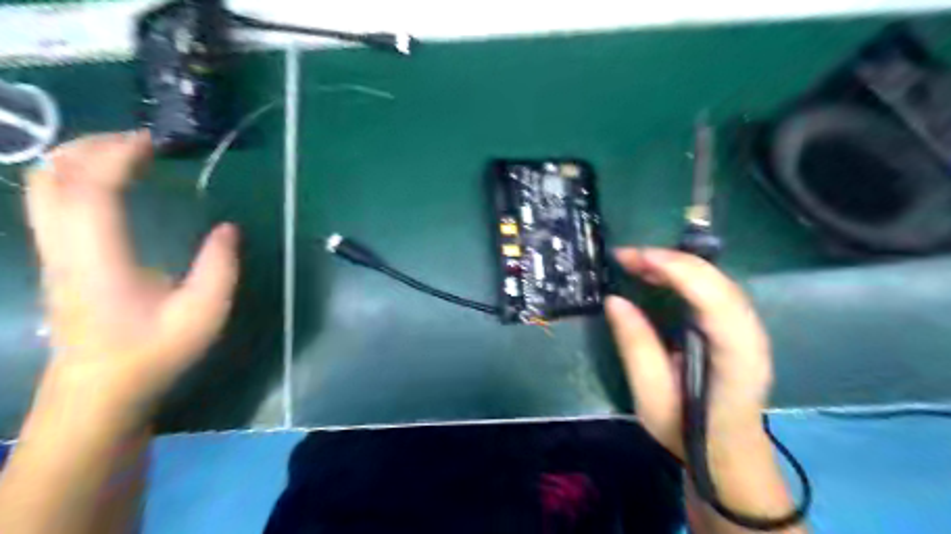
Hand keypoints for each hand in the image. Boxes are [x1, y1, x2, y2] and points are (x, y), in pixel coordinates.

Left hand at [25, 134, 238, 429]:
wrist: (100, 388)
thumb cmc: (154, 351)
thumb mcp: (203, 313)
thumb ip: (219, 267)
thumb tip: (228, 228)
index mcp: (100, 258)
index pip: (92, 189)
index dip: (118, 156)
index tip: (156, 143)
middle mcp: (64, 247)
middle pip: (52, 177)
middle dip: (92, 145)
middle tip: (141, 141)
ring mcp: (53, 252)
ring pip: (43, 187)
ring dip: (80, 158)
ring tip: (126, 154)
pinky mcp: (56, 258)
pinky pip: (51, 201)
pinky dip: (77, 177)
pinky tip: (110, 183)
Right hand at [605, 247, 775, 461]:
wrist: (727, 454)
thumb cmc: (687, 431)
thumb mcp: (651, 396)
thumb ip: (636, 345)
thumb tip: (614, 299)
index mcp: (735, 355)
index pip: (712, 296)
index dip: (674, 269)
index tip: (633, 258)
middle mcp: (750, 334)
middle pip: (715, 280)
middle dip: (669, 260)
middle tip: (626, 257)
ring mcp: (748, 328)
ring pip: (715, 280)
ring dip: (675, 264)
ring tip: (636, 263)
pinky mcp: (738, 327)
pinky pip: (713, 289)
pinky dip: (684, 275)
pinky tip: (659, 276)